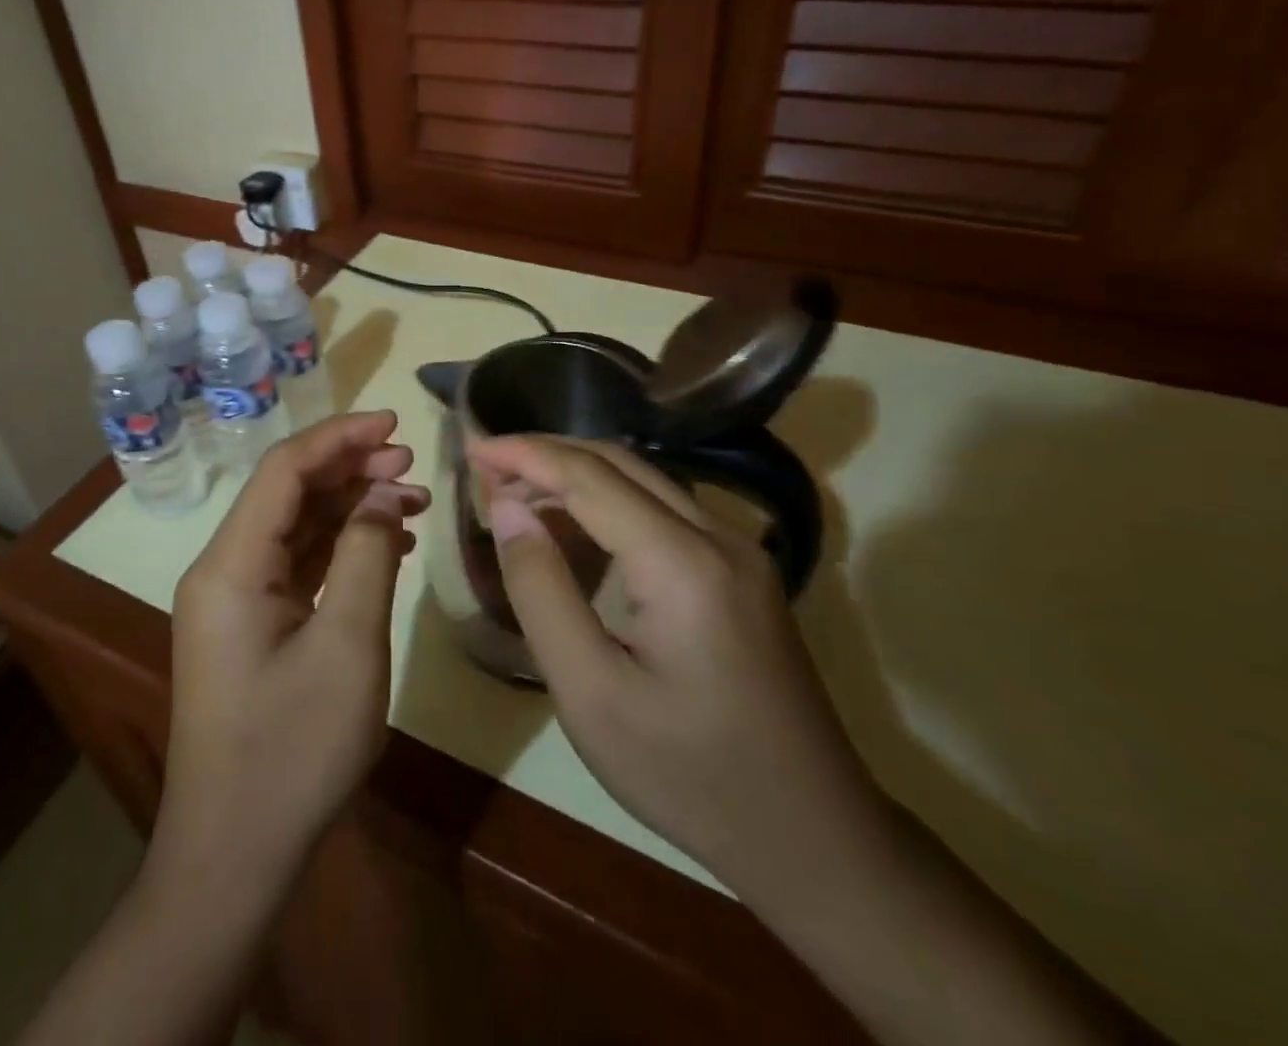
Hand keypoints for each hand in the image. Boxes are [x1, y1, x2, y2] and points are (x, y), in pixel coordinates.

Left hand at [153, 412, 427, 893]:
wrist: (234, 857)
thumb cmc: (292, 751)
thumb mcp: (348, 646)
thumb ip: (368, 554)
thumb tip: (383, 491)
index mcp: (231, 565)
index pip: (283, 470)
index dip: (339, 437)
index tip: (394, 426)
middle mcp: (224, 570)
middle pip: (288, 492)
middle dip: (351, 469)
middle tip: (412, 465)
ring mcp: (235, 600)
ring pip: (296, 527)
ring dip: (352, 508)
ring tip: (413, 500)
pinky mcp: (252, 626)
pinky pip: (298, 564)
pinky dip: (342, 548)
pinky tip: (389, 546)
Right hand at [468, 434, 888, 893]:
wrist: (815, 839)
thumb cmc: (689, 774)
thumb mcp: (590, 693)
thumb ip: (541, 590)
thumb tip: (508, 509)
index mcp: (682, 562)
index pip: (589, 476)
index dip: (525, 454)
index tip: (472, 448)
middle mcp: (718, 536)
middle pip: (620, 463)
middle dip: (548, 454)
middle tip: (488, 467)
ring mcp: (739, 552)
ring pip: (644, 481)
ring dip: (578, 475)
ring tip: (518, 494)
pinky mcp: (744, 574)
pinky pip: (664, 511)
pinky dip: (609, 502)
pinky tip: (577, 528)